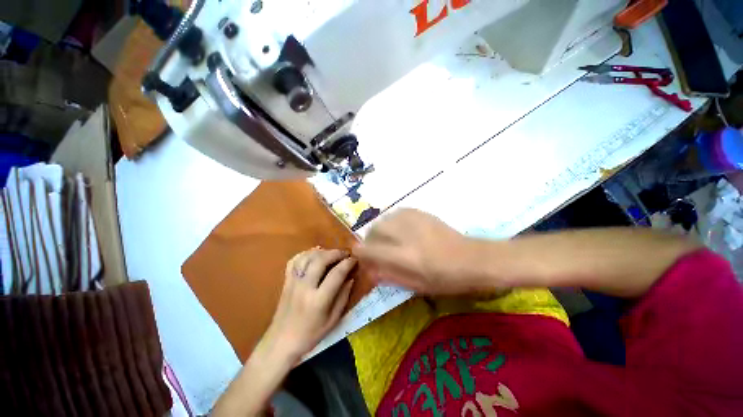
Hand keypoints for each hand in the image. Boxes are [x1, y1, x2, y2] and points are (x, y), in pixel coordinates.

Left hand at [260, 248, 355, 362]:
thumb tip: (350, 278)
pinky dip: (305, 254)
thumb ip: (343, 297)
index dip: (348, 263)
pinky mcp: (286, 281)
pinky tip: (314, 254)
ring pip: (307, 257)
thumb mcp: (333, 321)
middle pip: (321, 260)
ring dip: (322, 251)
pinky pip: (294, 261)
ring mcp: (293, 282)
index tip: (355, 259)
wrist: (281, 342)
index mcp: (319, 300)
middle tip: (345, 253)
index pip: (336, 274)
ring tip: (332, 253)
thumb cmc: (310, 335)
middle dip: (336, 253)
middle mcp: (305, 287)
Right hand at [353, 209, 487, 294]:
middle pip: (374, 230)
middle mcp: (406, 234)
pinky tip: (400, 229)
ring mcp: (414, 220)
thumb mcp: (416, 286)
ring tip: (389, 239)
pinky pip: (396, 213)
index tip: (362, 256)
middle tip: (377, 248)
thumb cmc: (447, 279)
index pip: (369, 250)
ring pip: (384, 219)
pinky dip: (392, 221)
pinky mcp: (421, 212)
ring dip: (381, 230)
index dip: (360, 253)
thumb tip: (370, 268)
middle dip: (370, 240)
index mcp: (405, 257)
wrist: (473, 259)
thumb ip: (390, 276)